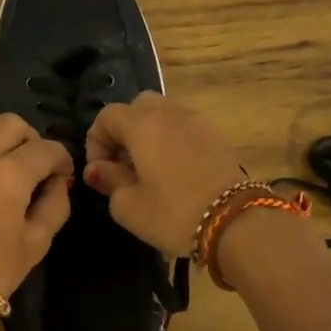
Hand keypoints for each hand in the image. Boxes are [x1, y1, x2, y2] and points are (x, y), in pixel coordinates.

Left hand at [0, 114, 74, 316]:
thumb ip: (55, 204)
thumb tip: (56, 183)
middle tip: (33, 170)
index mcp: (8, 173)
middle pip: (10, 124)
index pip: (46, 148)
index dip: (61, 159)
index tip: (62, 176)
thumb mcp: (37, 242)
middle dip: (29, 141)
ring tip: (1, 187)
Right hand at [84, 91, 244, 256]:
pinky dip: (171, 139)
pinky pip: (183, 126)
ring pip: (163, 114)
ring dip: (148, 134)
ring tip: (148, 169)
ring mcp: (197, 121)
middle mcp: (169, 113)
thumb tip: (98, 169)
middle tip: (122, 166)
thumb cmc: (172, 214)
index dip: (95, 142)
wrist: (235, 223)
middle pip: (136, 107)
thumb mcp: (128, 206)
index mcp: (142, 125)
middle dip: (123, 132)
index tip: (100, 172)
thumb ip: (108, 181)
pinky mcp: (216, 135)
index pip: (107, 116)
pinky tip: (173, 171)